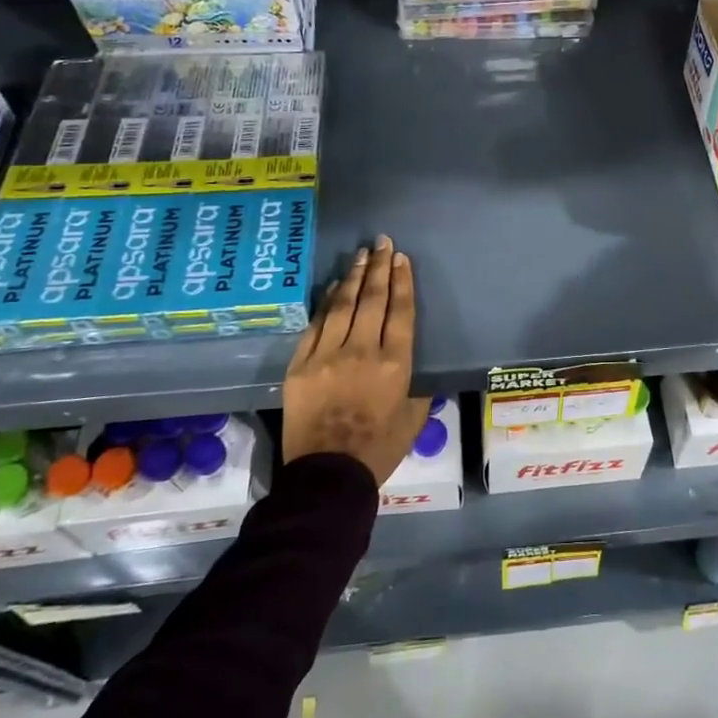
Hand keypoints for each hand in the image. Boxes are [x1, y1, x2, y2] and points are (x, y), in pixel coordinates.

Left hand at [283, 235, 420, 485]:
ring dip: (353, 276)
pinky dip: (326, 302)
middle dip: (379, 267)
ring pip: (343, 305)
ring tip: (361, 254)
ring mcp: (327, 355)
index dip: (402, 281)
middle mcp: (362, 351)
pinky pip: (316, 324)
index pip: (400, 311)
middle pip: (372, 299)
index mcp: (395, 364)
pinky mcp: (301, 364)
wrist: (327, 475)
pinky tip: (334, 286)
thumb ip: (417, 385)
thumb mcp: (414, 418)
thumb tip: (411, 361)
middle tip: (382, 242)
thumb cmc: (379, 449)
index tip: (401, 259)